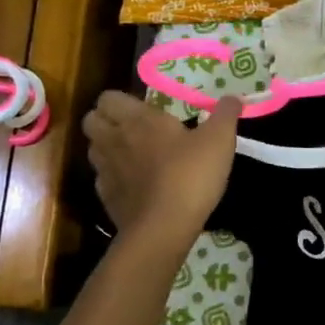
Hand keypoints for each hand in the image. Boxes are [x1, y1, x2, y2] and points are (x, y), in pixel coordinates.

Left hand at [82, 91, 240, 250]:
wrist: (164, 227)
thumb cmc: (191, 174)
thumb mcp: (219, 140)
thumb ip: (225, 114)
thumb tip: (233, 98)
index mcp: (137, 119)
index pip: (108, 97)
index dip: (121, 100)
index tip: (143, 109)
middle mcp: (114, 140)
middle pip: (91, 120)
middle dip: (106, 120)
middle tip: (133, 129)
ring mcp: (106, 170)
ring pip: (93, 149)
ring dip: (107, 147)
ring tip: (132, 155)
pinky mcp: (106, 197)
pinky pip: (102, 178)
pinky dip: (114, 177)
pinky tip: (135, 184)